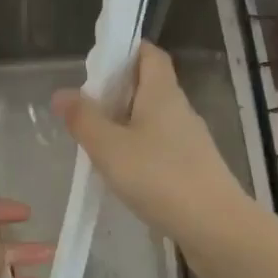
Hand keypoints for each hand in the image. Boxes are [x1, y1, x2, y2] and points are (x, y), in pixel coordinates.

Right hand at [51, 42, 250, 251]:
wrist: (216, 227)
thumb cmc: (160, 177)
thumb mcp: (110, 147)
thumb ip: (83, 119)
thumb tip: (62, 93)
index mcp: (162, 93)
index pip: (150, 54)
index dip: (126, 50)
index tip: (97, 63)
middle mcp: (180, 110)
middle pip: (149, 86)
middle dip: (117, 91)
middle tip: (85, 107)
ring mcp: (190, 141)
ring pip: (153, 120)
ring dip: (126, 124)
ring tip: (96, 142)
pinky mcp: (193, 168)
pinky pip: (161, 148)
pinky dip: (139, 151)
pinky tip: (122, 173)